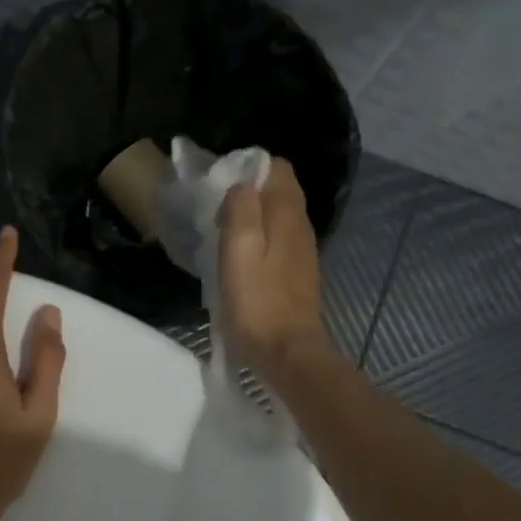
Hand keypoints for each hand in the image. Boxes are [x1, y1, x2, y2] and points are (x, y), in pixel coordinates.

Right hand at [218, 159, 331, 377]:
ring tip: (223, 236)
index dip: (249, 169)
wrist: (287, 352)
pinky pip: (278, 239)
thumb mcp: (239, 249)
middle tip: (218, 213)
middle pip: (279, 190)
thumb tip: (242, 184)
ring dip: (252, 218)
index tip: (222, 188)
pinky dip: (259, 239)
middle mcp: (301, 225)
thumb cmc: (257, 301)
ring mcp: (302, 250)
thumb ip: (241, 209)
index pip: (278, 167)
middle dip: (248, 193)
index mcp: (287, 214)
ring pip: (278, 216)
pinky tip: (240, 260)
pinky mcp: (297, 272)